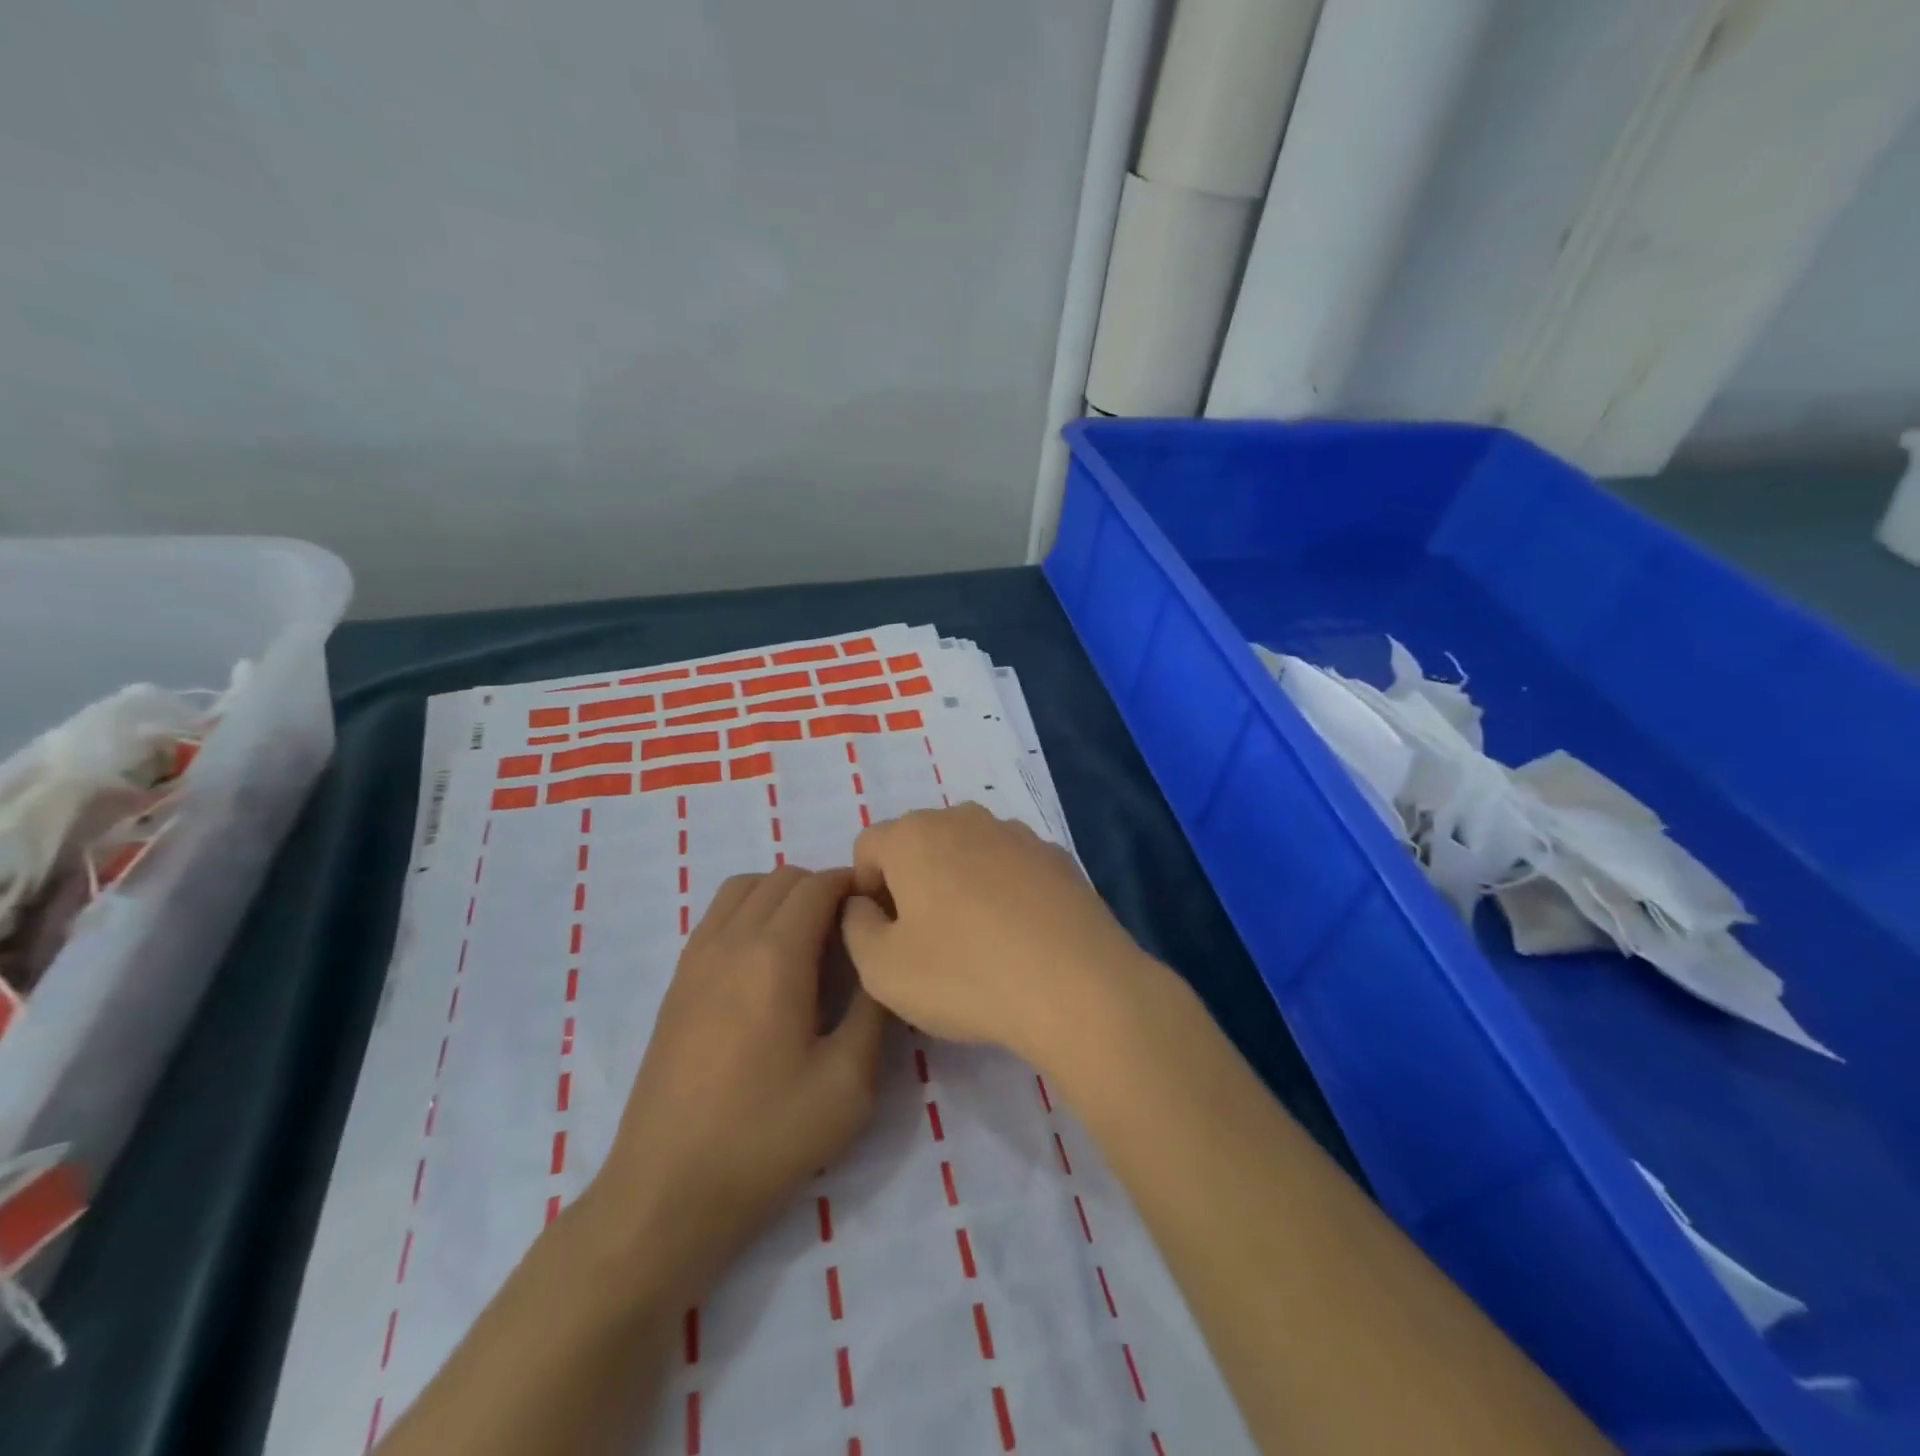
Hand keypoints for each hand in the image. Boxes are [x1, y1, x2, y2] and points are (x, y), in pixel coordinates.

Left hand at [584, 866, 886, 1305]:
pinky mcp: (676, 983)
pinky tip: (767, 965)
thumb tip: (881, 960)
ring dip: (782, 895)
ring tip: (809, 941)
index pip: (819, 885)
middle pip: (782, 878)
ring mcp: (695, 958)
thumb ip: (874, 1008)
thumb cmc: (766, 1136)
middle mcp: (730, 940)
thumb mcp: (849, 1081)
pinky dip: (750, 912)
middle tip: (852, 933)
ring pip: (743, 888)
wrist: (667, 1192)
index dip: (855, 885)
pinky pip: (717, 916)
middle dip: (824, 888)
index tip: (880, 911)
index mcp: (774, 955)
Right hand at [840, 804, 1152, 1066]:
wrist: (1078, 985)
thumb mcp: (881, 969)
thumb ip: (855, 927)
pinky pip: (1011, 868)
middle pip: (920, 845)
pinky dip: (1004, 892)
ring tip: (978, 942)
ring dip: (960, 885)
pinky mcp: (1057, 856)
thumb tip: (864, 905)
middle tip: (927, 942)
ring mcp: (1017, 833)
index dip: (867, 892)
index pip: (868, 847)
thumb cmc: (965, 974)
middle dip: (913, 884)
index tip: (886, 936)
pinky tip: (1020, 939)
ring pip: (968, 853)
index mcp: (914, 834)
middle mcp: (964, 817)